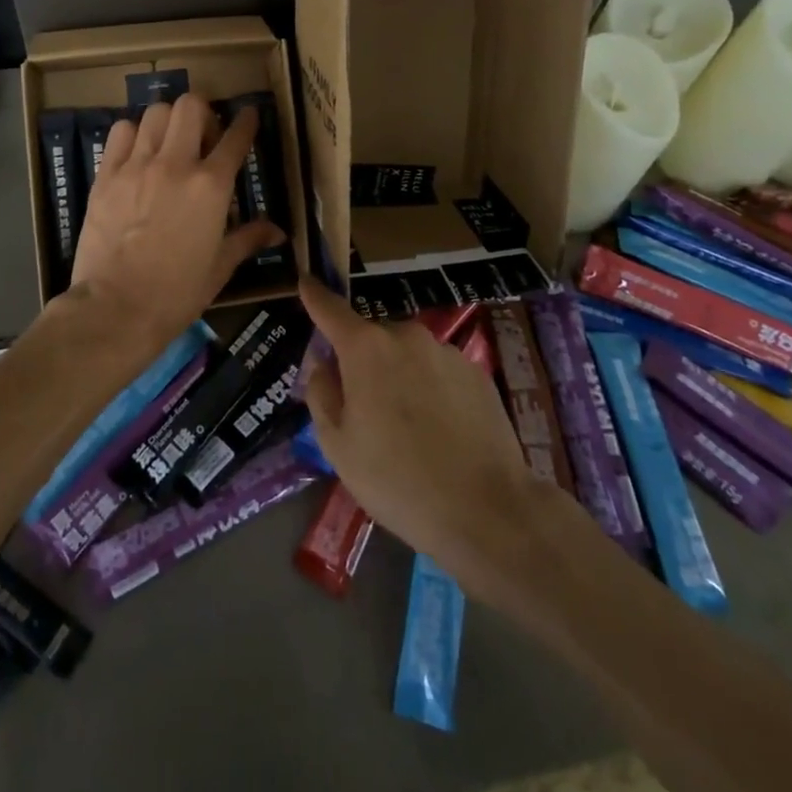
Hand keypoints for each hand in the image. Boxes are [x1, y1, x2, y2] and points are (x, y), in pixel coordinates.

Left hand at [65, 95, 284, 360]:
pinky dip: (132, 134)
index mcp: (211, 186)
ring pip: (155, 113)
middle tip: (202, 136)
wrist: (116, 309)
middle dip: (202, 113)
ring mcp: (136, 166)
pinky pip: (120, 132)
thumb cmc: (176, 293)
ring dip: (167, 121)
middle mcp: (175, 164)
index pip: (235, 138)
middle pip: (191, 106)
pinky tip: (136, 153)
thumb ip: (247, 239)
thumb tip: (278, 231)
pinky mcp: (106, 175)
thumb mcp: (220, 267)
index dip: (246, 122)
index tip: (248, 115)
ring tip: (168, 142)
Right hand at [302, 279, 564, 600]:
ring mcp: (446, 351)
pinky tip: (440, 432)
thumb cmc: (397, 479)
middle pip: (371, 338)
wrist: (486, 511)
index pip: (330, 309)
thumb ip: (321, 394)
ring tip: (408, 428)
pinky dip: (431, 389)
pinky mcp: (477, 373)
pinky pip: (439, 371)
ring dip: (399, 376)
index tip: (305, 280)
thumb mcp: (337, 445)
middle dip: (362, 360)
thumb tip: (324, 365)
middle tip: (364, 409)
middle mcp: (406, 335)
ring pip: (407, 355)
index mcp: (365, 348)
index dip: (314, 295)